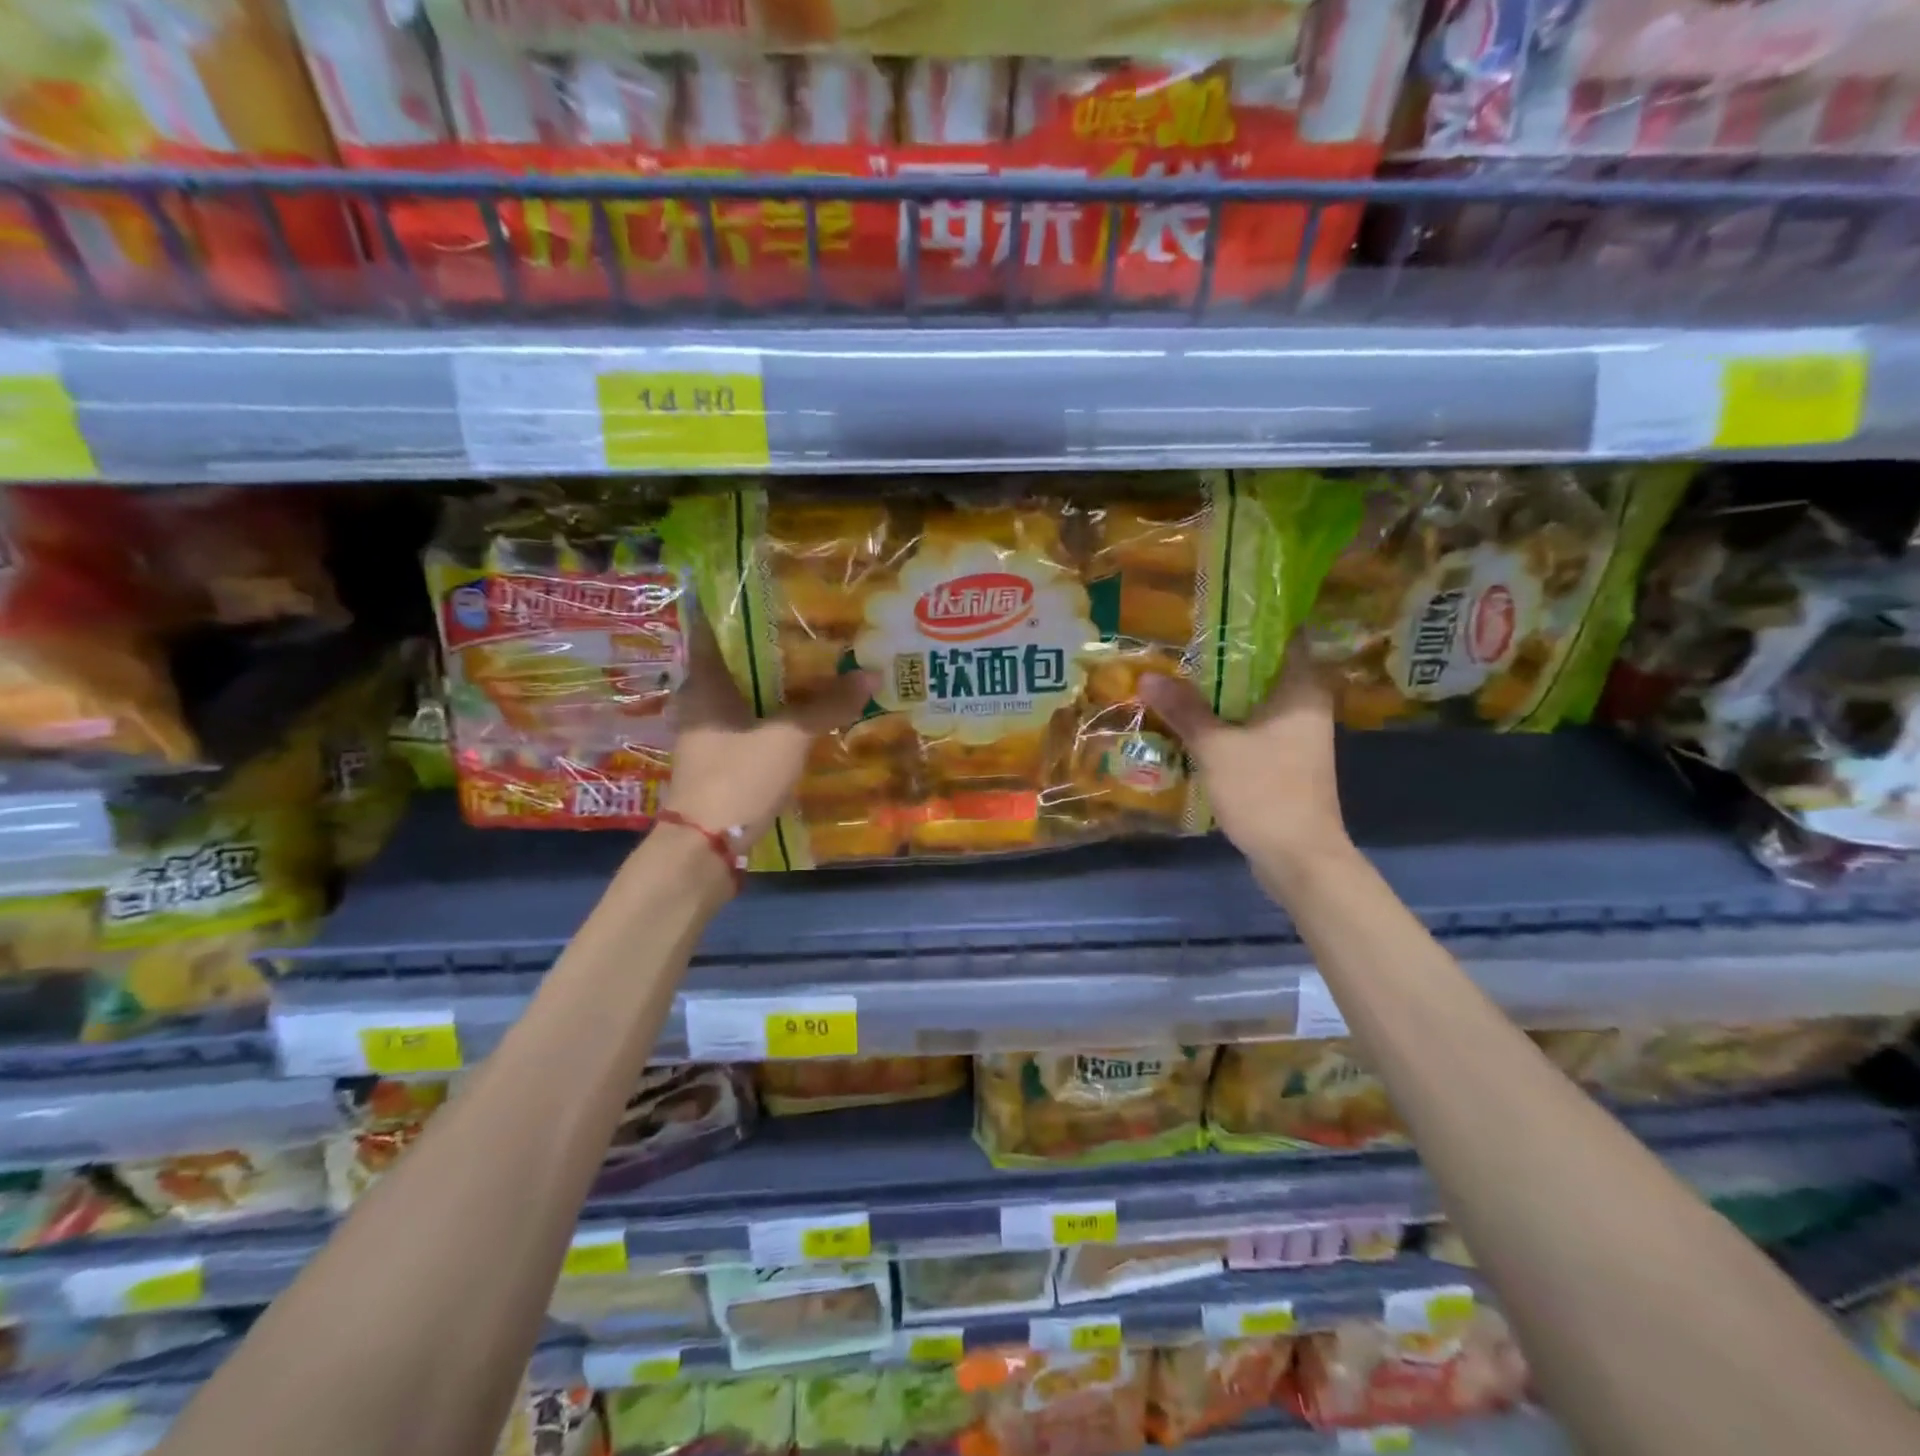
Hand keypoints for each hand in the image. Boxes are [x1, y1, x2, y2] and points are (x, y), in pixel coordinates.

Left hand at [662, 619, 874, 849]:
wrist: (705, 847)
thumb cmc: (738, 776)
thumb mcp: (789, 737)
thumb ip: (827, 706)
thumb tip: (871, 674)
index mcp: (704, 683)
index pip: (709, 628)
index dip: (733, 607)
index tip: (766, 591)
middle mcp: (698, 701)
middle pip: (730, 661)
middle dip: (764, 646)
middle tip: (804, 628)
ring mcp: (705, 733)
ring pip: (739, 695)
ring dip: (770, 683)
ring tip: (810, 668)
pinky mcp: (716, 760)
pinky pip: (745, 723)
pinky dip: (768, 714)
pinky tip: (798, 715)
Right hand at [1138, 636, 1348, 868]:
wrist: (1298, 857)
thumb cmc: (1264, 791)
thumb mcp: (1216, 747)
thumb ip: (1184, 709)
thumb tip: (1147, 676)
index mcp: (1302, 689)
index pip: (1286, 634)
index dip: (1253, 619)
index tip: (1215, 611)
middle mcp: (1307, 704)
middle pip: (1266, 667)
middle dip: (1226, 657)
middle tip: (1184, 644)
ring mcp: (1299, 734)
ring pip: (1258, 698)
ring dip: (1224, 691)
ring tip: (1181, 676)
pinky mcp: (1287, 759)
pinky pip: (1256, 725)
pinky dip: (1230, 719)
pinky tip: (1196, 720)